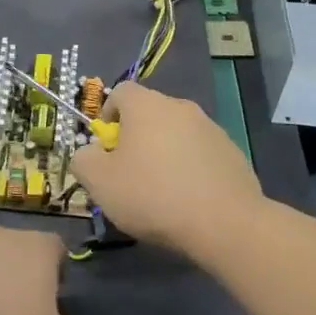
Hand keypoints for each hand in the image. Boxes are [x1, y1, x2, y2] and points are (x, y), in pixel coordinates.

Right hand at [69, 82, 262, 257]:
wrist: (225, 222)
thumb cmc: (153, 195)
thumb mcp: (100, 182)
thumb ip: (84, 160)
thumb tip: (88, 153)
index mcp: (146, 105)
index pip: (120, 92)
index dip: (107, 116)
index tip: (106, 148)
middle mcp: (180, 106)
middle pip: (149, 113)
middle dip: (136, 137)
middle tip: (129, 173)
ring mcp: (211, 127)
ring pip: (176, 133)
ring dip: (165, 152)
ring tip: (161, 191)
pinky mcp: (232, 151)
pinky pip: (201, 153)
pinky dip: (191, 167)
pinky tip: (189, 199)